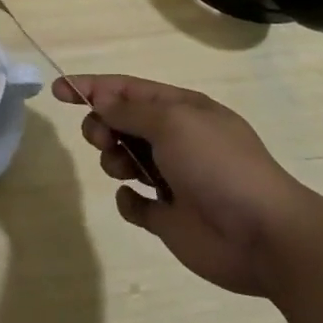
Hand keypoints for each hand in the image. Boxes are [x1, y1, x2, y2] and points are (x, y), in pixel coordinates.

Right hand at [55, 75, 322, 297]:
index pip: (128, 90)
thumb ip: (131, 111)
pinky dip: (129, 200)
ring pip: (124, 159)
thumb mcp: (173, 123)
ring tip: (124, 170)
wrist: (264, 234)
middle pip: (122, 123)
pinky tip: (138, 202)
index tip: (59, 90)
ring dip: (114, 159)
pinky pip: (133, 202)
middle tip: (101, 138)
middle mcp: (176, 140)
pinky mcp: (168, 217)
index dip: (92, 87)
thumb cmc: (218, 165)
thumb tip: (102, 102)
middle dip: (102, 125)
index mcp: (182, 110)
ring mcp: (172, 179)